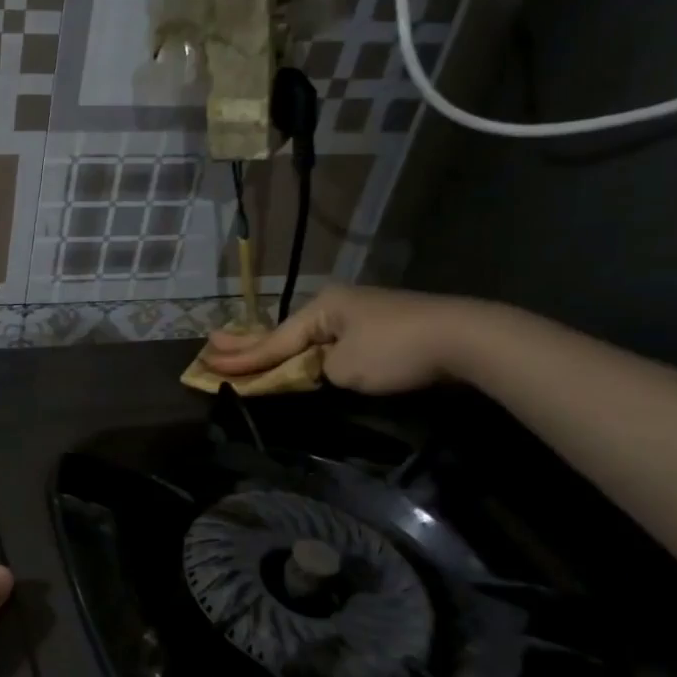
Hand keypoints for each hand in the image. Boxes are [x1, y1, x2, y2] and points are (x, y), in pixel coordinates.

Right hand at [200, 284, 486, 395]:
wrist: (468, 340)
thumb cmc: (395, 351)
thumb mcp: (343, 368)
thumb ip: (311, 371)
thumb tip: (308, 371)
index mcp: (322, 308)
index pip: (273, 341)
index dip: (241, 358)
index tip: (209, 363)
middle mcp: (336, 305)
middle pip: (284, 332)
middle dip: (248, 344)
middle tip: (211, 344)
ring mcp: (361, 314)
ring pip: (307, 336)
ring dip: (277, 346)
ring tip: (243, 349)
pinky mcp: (382, 327)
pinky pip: (330, 341)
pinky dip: (306, 350)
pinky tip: (295, 350)